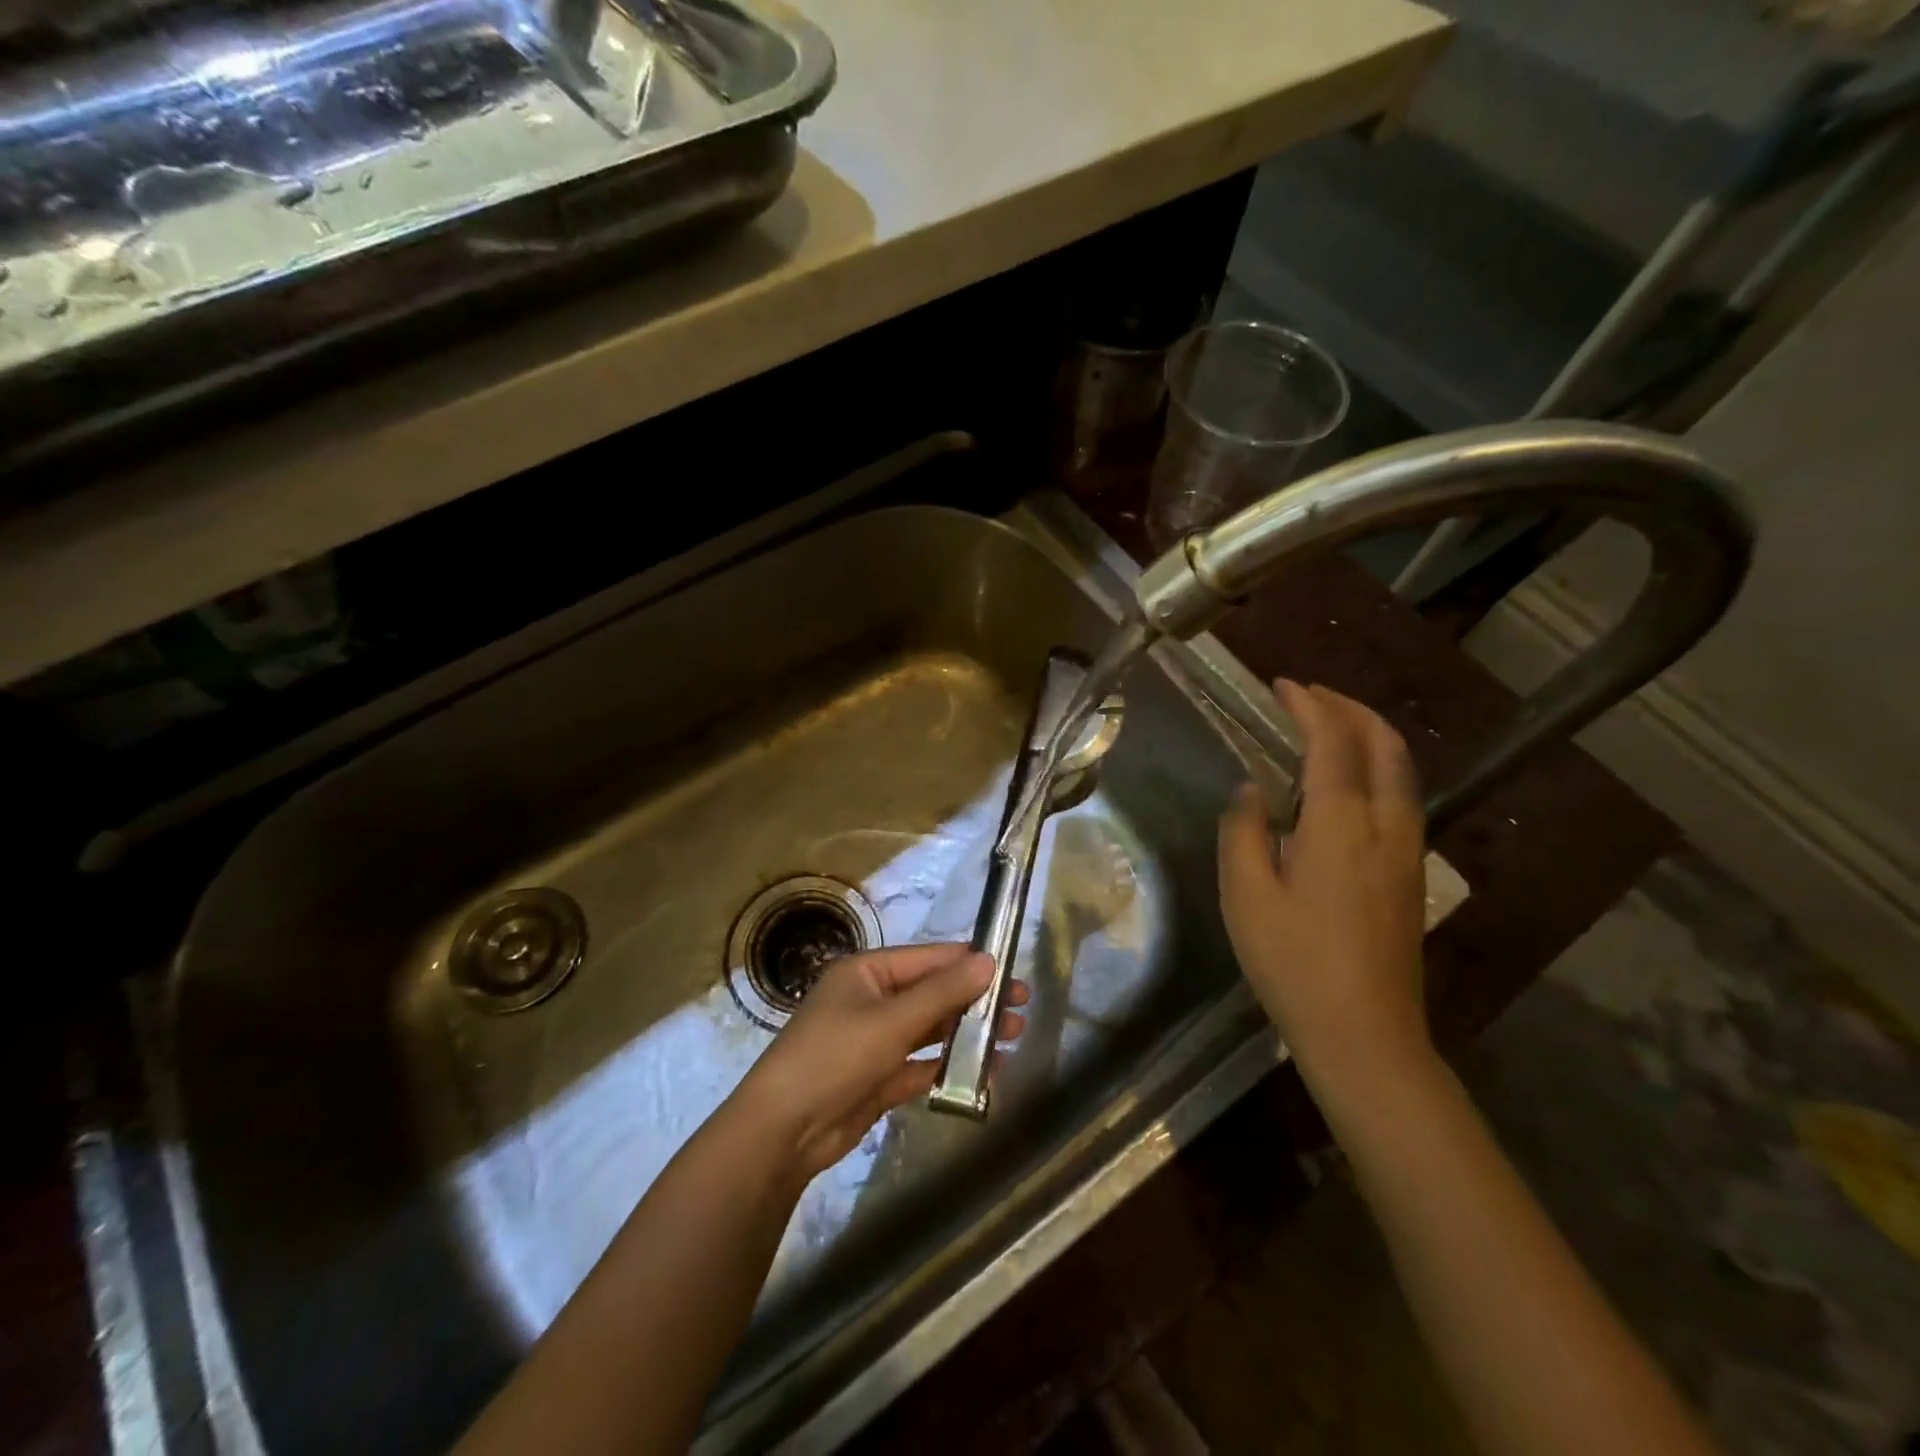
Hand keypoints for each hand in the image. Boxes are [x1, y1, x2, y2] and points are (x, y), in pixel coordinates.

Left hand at [732, 944, 1027, 1181]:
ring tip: (1012, 1037)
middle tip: (1020, 1009)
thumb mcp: (891, 1021)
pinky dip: (950, 1066)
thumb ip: (942, 993)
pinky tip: (986, 1072)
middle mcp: (871, 999)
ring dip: (967, 1033)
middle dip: (975, 1000)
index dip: (970, 963)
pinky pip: (922, 1064)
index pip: (928, 959)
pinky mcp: (879, 1077)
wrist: (783, 1133)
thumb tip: (988, 960)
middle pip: (933, 993)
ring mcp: (875, 1040)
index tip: (1011, 970)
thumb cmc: (835, 1057)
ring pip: (931, 1029)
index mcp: (867, 972)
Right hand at [1218, 681, 1429, 1097]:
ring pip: (1399, 769)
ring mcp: (1408, 849)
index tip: (1282, 685)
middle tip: (1308, 696)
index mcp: (1341, 824)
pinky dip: (1374, 766)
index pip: (1332, 742)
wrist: (1365, 1033)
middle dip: (1348, 708)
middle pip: (1384, 744)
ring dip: (1366, 734)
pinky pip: (1399, 795)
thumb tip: (1253, 791)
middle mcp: (1386, 825)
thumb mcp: (1246, 894)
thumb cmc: (1293, 962)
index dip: (1309, 706)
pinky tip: (1343, 782)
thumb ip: (1244, 830)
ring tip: (1326, 726)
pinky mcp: (1411, 873)